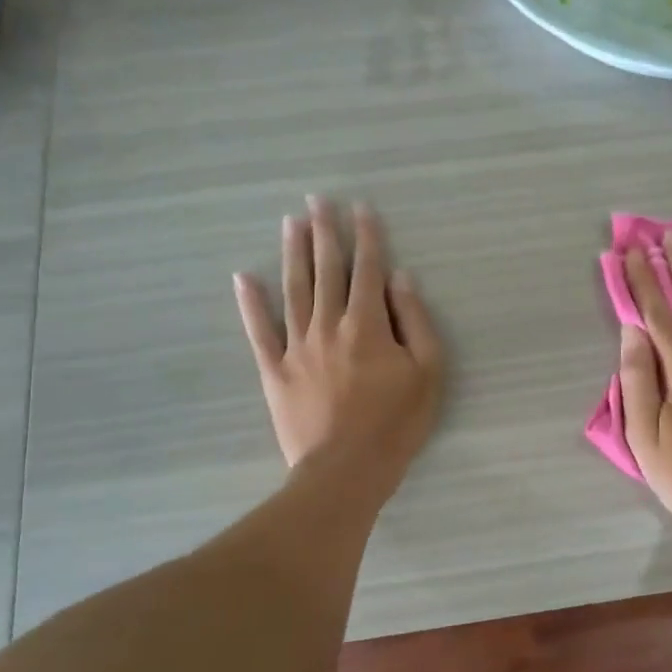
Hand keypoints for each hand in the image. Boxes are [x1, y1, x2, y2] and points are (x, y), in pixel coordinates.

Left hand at [234, 198, 442, 500]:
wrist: (345, 472)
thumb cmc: (396, 424)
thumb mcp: (428, 372)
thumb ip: (416, 321)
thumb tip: (400, 278)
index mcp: (367, 325)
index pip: (368, 269)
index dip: (366, 236)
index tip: (361, 207)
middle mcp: (329, 325)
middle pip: (327, 270)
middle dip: (324, 232)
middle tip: (317, 200)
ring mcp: (297, 347)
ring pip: (294, 290)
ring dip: (293, 253)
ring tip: (290, 223)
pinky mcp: (275, 371)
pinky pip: (260, 332)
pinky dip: (251, 304)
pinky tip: (243, 277)